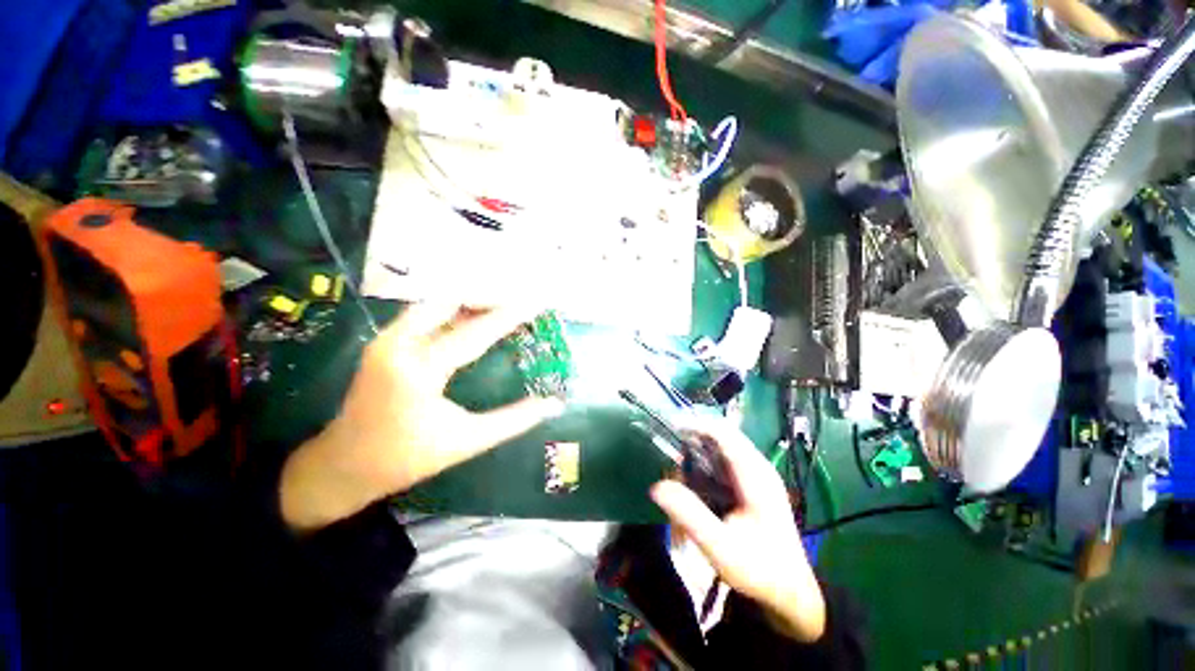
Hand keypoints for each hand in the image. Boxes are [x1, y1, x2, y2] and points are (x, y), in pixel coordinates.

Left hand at [280, 304, 562, 531]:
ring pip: (436, 303)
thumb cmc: (407, 458)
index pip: (475, 332)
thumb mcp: (468, 441)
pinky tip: (473, 315)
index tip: (537, 300)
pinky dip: (453, 310)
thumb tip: (555, 403)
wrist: (343, 466)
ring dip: (470, 301)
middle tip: (519, 299)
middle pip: (450, 302)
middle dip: (487, 297)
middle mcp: (398, 344)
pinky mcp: (385, 342)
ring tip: (502, 304)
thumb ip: (514, 419)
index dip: (510, 315)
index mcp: (419, 370)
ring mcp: (387, 339)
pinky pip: (425, 313)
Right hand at [651, 418, 825, 641]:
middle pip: (721, 436)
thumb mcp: (720, 547)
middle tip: (669, 455)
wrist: (789, 592)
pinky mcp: (750, 484)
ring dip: (697, 453)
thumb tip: (657, 486)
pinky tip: (693, 486)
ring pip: (720, 448)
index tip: (670, 426)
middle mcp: (757, 467)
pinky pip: (722, 462)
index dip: (696, 424)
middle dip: (693, 439)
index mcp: (756, 475)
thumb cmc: (758, 570)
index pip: (724, 433)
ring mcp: (755, 474)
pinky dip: (703, 466)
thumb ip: (689, 515)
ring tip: (678, 474)